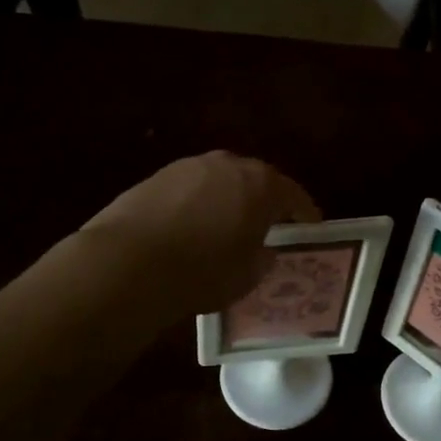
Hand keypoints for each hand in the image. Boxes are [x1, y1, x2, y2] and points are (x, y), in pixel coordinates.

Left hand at [78, 152, 319, 316]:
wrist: (129, 263)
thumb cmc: (202, 272)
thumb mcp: (247, 275)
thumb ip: (262, 258)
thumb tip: (264, 250)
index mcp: (261, 185)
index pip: (294, 196)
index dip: (305, 213)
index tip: (311, 226)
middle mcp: (229, 165)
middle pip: (257, 180)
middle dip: (265, 201)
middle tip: (270, 224)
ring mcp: (190, 166)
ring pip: (221, 181)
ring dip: (229, 199)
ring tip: (228, 225)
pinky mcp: (158, 176)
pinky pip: (192, 189)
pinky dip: (199, 203)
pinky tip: (192, 227)